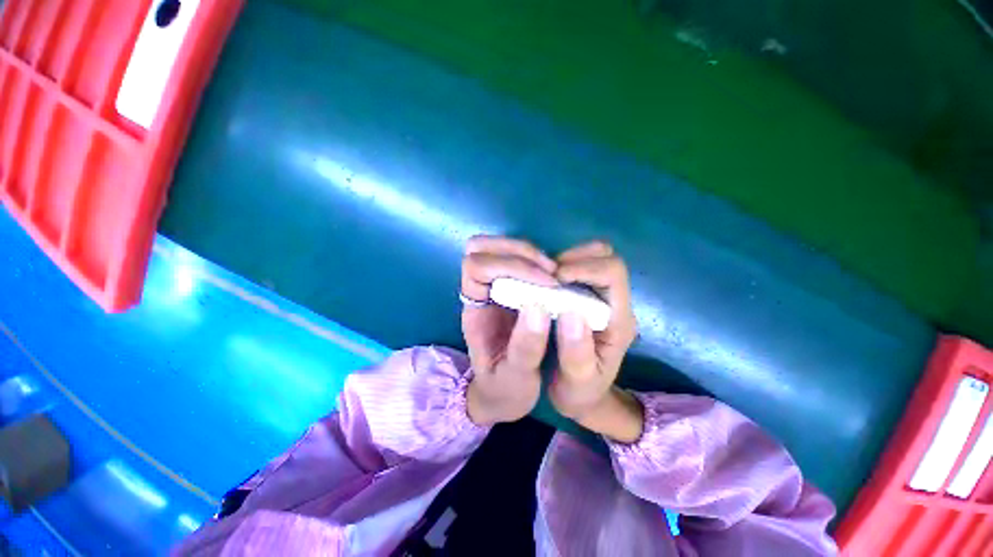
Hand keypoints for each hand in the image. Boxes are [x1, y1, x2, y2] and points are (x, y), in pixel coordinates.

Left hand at [461, 236, 556, 425]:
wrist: (501, 394)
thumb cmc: (505, 388)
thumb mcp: (516, 378)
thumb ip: (525, 347)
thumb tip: (538, 307)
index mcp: (474, 311)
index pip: (477, 267)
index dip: (511, 266)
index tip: (547, 283)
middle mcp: (478, 292)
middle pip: (482, 248)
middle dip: (518, 251)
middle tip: (552, 272)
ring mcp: (492, 287)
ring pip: (496, 247)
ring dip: (528, 252)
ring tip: (556, 273)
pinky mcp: (509, 286)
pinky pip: (515, 258)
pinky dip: (535, 259)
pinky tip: (554, 276)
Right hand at [550, 241, 642, 441]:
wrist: (585, 396)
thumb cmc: (581, 392)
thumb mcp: (577, 383)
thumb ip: (577, 352)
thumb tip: (571, 312)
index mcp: (619, 320)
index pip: (613, 273)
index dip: (584, 267)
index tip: (554, 279)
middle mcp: (615, 303)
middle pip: (607, 257)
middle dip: (576, 257)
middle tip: (548, 275)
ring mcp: (603, 297)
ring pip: (595, 257)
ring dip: (569, 259)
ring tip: (546, 277)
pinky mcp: (589, 296)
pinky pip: (581, 266)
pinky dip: (563, 264)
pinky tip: (546, 281)